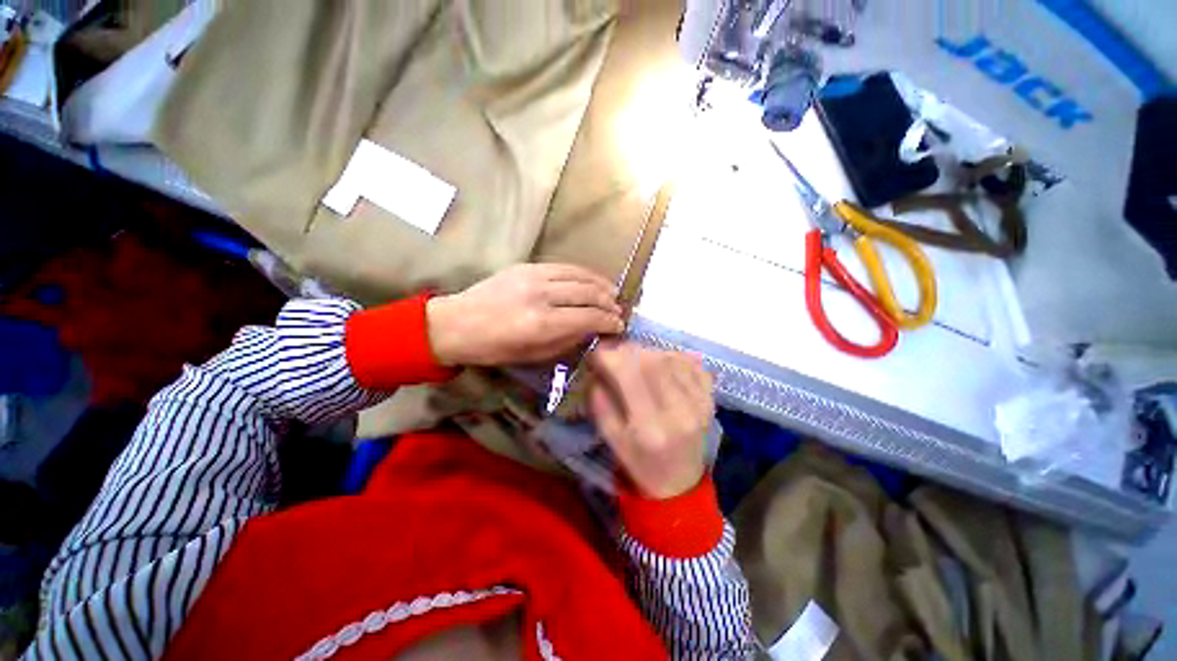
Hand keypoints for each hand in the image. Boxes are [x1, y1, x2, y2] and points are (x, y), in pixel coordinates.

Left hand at [426, 264, 623, 366]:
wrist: (457, 323)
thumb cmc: (494, 348)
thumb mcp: (533, 355)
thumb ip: (567, 340)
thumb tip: (591, 330)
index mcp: (541, 324)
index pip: (588, 317)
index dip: (609, 322)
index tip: (619, 326)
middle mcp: (541, 295)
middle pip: (587, 293)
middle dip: (609, 303)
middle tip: (619, 311)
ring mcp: (533, 276)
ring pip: (579, 275)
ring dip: (600, 284)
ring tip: (613, 293)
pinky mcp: (526, 266)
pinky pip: (563, 267)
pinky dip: (583, 273)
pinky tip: (592, 280)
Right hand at [588, 343, 714, 499]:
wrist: (679, 484)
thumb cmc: (639, 463)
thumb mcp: (611, 439)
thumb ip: (600, 401)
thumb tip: (599, 368)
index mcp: (648, 426)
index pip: (629, 374)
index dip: (610, 356)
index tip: (597, 353)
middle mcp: (678, 411)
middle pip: (652, 361)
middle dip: (628, 349)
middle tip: (615, 353)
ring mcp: (699, 404)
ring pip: (671, 358)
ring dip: (649, 351)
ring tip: (636, 359)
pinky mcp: (710, 400)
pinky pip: (692, 364)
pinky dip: (672, 356)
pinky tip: (661, 364)